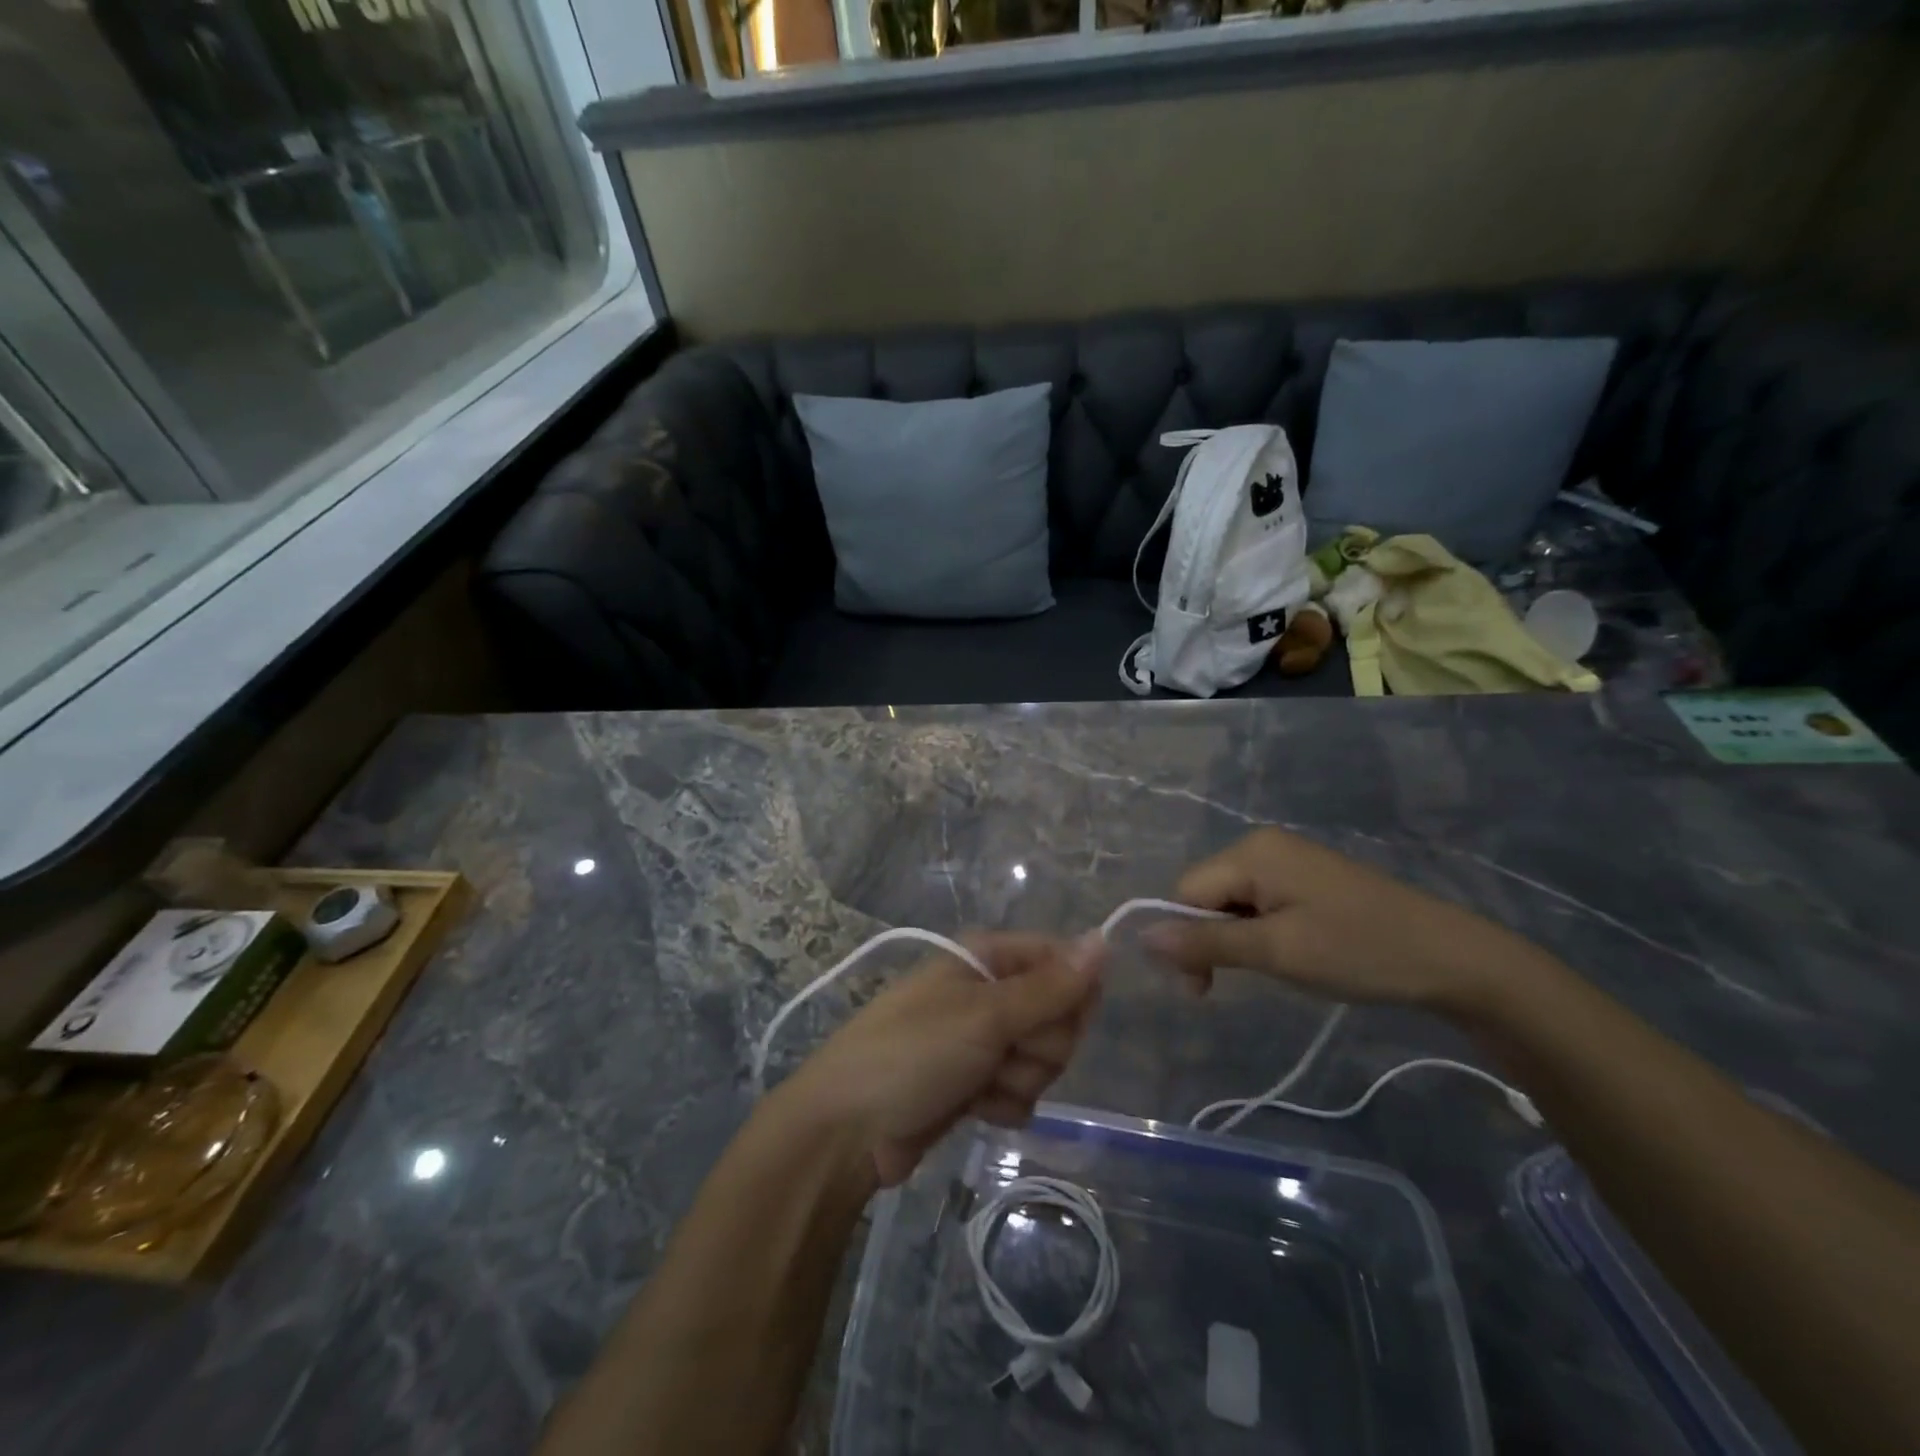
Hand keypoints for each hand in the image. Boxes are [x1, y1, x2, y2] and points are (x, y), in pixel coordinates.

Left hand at [782, 932, 1104, 1186]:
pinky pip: (1023, 1090)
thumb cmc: (912, 1053)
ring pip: (1045, 1057)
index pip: (1061, 960)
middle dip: (1040, 1044)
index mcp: (988, 956)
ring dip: (1019, 1078)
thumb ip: (1050, 986)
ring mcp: (984, 1038)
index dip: (1070, 993)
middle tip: (1000, 1051)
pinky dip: (1004, 1103)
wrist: (848, 1130)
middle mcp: (990, 990)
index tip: (1054, 1019)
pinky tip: (975, 1107)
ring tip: (978, 1082)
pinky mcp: (979, 1082)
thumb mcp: (985, 1015)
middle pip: (1060, 1014)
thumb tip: (1104, 939)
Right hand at [1144, 827, 1538, 1010]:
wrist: (1453, 959)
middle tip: (1233, 985)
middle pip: (1205, 892)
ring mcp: (1288, 859)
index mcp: (1252, 851)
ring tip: (1272, 968)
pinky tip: (1288, 953)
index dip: (1184, 939)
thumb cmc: (1359, 951)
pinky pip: (1259, 901)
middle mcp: (1263, 845)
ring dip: (1235, 938)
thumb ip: (1206, 942)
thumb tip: (1141, 938)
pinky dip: (1259, 931)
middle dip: (1209, 939)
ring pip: (1231, 900)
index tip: (1203, 990)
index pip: (1185, 891)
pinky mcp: (1308, 878)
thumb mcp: (1276, 951)